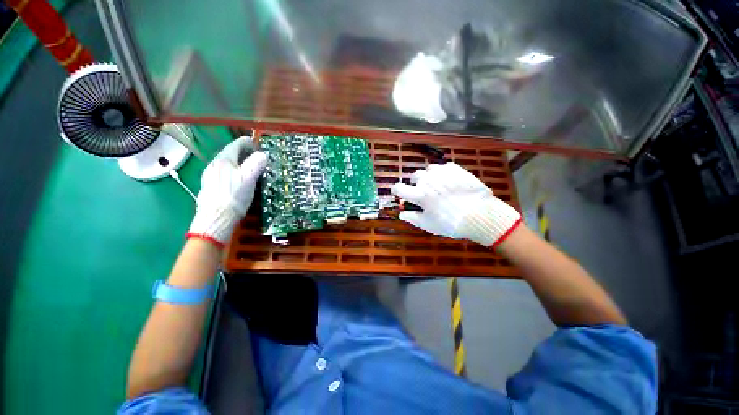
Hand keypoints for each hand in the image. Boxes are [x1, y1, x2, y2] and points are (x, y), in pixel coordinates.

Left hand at [187, 136, 266, 247]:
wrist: (216, 218)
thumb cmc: (234, 196)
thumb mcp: (249, 179)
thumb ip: (256, 164)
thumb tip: (263, 155)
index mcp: (224, 160)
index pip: (236, 145)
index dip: (247, 142)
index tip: (257, 143)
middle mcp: (214, 165)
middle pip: (230, 153)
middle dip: (244, 153)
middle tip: (256, 156)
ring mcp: (210, 175)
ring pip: (226, 164)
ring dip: (238, 162)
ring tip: (249, 167)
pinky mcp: (209, 186)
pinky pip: (223, 173)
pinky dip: (233, 171)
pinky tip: (238, 179)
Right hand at [391, 162, 521, 246]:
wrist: (480, 215)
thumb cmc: (451, 223)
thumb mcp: (428, 224)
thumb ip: (412, 217)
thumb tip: (401, 214)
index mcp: (419, 194)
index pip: (399, 188)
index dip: (396, 190)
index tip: (397, 192)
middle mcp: (428, 180)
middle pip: (414, 176)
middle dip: (415, 184)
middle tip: (422, 192)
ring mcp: (442, 173)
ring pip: (429, 170)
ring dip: (428, 177)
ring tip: (436, 186)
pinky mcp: (455, 169)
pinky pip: (443, 167)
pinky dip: (442, 174)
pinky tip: (448, 182)